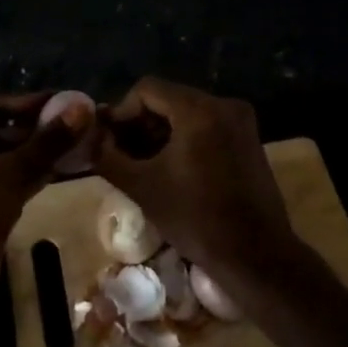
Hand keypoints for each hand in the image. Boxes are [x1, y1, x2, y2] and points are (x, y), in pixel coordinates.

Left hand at [0, 92, 90, 315]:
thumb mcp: (12, 174)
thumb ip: (48, 142)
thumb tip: (82, 108)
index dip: (23, 101)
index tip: (57, 103)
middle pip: (7, 131)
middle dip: (40, 127)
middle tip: (77, 126)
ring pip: (16, 158)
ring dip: (43, 152)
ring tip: (78, 146)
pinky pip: (18, 181)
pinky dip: (39, 174)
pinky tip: (64, 173)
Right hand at [94, 77, 295, 278]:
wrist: (257, 257)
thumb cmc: (197, 219)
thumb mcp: (143, 188)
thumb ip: (109, 158)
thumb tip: (90, 140)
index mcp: (198, 109)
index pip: (147, 89)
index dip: (122, 111)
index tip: (109, 140)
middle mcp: (223, 104)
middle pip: (168, 98)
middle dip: (141, 122)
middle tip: (121, 152)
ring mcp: (240, 121)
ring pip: (187, 112)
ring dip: (161, 131)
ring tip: (143, 162)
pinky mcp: (249, 139)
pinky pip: (207, 125)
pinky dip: (185, 138)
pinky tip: (171, 166)